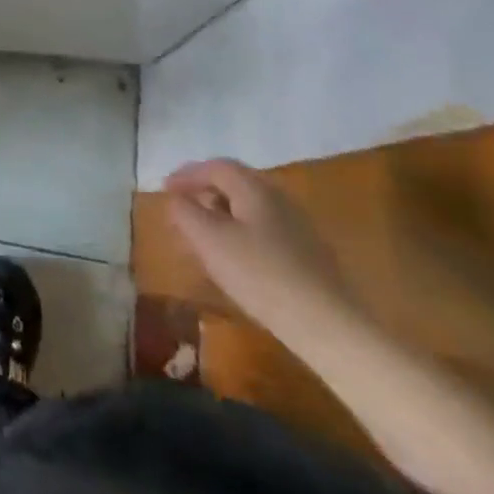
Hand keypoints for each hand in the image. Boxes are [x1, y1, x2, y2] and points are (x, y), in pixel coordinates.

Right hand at [164, 159, 352, 332]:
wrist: (328, 326)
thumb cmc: (260, 275)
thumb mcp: (209, 241)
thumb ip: (185, 213)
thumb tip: (175, 198)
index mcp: (255, 188)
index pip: (215, 167)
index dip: (187, 175)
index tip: (165, 190)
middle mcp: (279, 198)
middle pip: (234, 186)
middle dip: (203, 196)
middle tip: (181, 214)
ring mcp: (298, 227)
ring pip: (249, 211)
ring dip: (220, 218)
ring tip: (202, 241)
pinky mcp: (308, 255)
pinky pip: (264, 232)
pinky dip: (240, 236)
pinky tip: (234, 262)